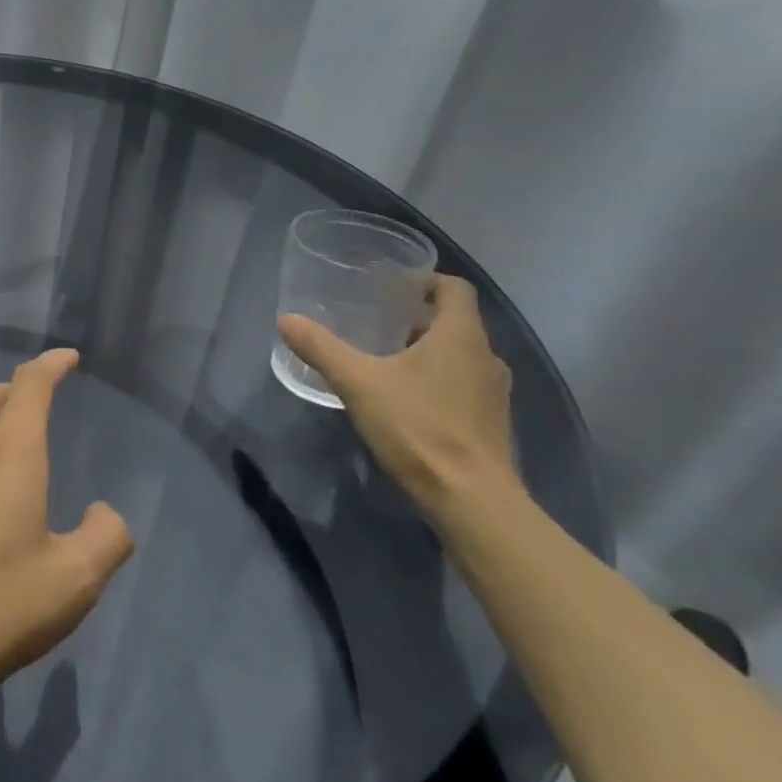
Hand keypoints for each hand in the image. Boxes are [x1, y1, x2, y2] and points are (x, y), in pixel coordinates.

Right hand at [278, 274, 520, 522]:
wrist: (471, 500)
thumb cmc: (418, 428)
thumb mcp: (358, 383)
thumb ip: (322, 348)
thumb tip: (287, 320)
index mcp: (461, 336)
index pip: (455, 288)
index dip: (426, 280)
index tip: (392, 286)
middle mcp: (486, 356)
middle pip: (455, 321)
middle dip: (417, 317)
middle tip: (376, 321)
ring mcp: (494, 393)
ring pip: (460, 355)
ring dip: (428, 351)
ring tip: (385, 359)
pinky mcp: (491, 422)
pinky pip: (464, 384)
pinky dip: (437, 380)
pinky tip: (405, 399)